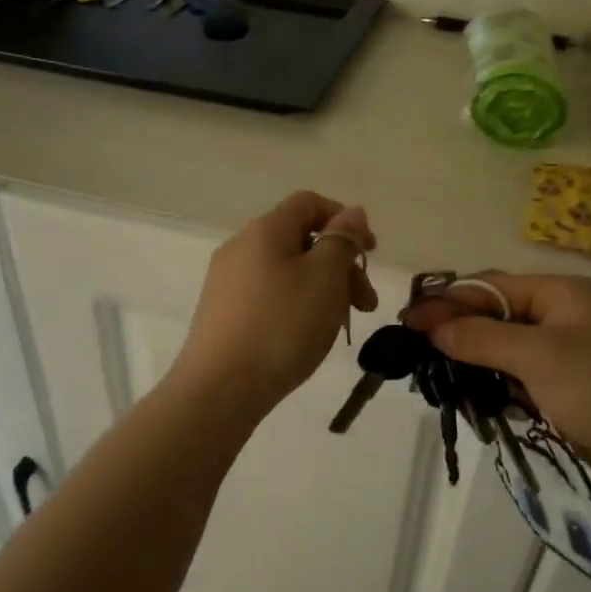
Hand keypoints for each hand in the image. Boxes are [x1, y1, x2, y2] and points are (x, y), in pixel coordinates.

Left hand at [172, 192, 377, 414]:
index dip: (344, 219)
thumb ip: (341, 240)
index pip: (309, 203)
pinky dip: (296, 305)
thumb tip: (350, 214)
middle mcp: (240, 248)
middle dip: (340, 264)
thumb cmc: (282, 326)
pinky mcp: (223, 313)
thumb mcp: (325, 278)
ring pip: (286, 271)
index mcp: (264, 230)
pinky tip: (306, 336)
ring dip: (322, 288)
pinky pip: (269, 295)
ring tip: (341, 324)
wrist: (220, 388)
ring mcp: (227, 282)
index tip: (370, 251)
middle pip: (300, 239)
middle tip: (366, 303)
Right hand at [406, 273, 590, 501]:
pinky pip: (520, 373)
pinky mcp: (569, 383)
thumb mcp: (537, 357)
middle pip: (498, 314)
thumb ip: (481, 337)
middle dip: (458, 330)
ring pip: (506, 346)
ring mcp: (568, 350)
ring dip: (474, 359)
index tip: (408, 320)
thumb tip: (431, 326)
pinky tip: (473, 395)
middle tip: (417, 348)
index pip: (492, 287)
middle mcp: (565, 314)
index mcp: (563, 293)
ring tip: (437, 375)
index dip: (449, 302)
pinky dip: (496, 382)